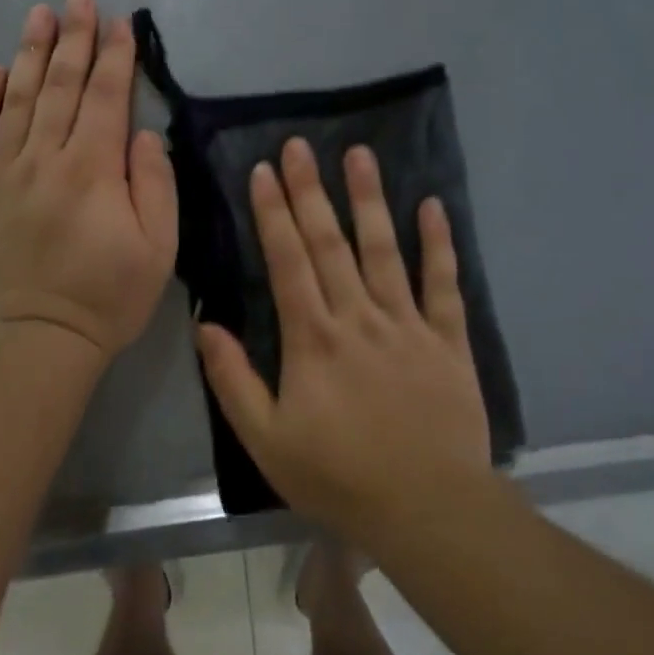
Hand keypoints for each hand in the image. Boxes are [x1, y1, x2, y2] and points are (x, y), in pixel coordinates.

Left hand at [0, 0, 177, 364]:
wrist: (32, 345)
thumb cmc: (105, 301)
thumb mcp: (158, 250)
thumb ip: (156, 185)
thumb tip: (144, 134)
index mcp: (93, 170)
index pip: (107, 98)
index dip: (116, 57)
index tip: (120, 22)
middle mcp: (44, 160)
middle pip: (59, 87)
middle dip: (73, 39)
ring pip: (15, 101)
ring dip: (29, 55)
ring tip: (38, 15)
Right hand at [197, 139, 491, 544]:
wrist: (428, 508)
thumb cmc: (339, 477)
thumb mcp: (266, 440)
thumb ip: (233, 380)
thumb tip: (206, 325)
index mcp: (313, 339)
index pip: (288, 261)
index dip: (273, 214)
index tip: (263, 171)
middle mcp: (358, 317)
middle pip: (330, 243)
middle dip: (311, 191)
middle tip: (300, 145)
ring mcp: (407, 324)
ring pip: (384, 250)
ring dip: (369, 200)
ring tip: (359, 154)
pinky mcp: (448, 340)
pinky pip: (444, 284)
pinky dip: (439, 244)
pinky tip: (432, 206)